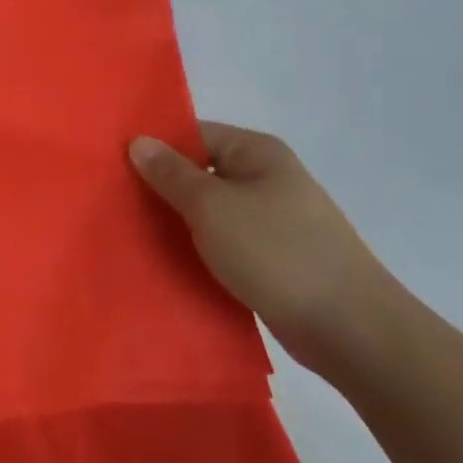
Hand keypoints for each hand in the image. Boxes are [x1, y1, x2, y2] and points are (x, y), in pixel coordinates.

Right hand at [130, 121, 407, 376]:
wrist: (350, 328)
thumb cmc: (276, 252)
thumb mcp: (211, 206)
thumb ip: (170, 173)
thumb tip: (138, 141)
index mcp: (257, 153)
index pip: (193, 134)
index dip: (154, 147)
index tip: (112, 165)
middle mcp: (266, 178)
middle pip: (199, 172)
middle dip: (160, 187)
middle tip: (113, 201)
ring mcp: (273, 219)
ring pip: (209, 211)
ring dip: (176, 222)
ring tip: (131, 232)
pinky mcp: (273, 257)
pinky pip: (223, 242)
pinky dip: (198, 249)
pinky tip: (167, 262)